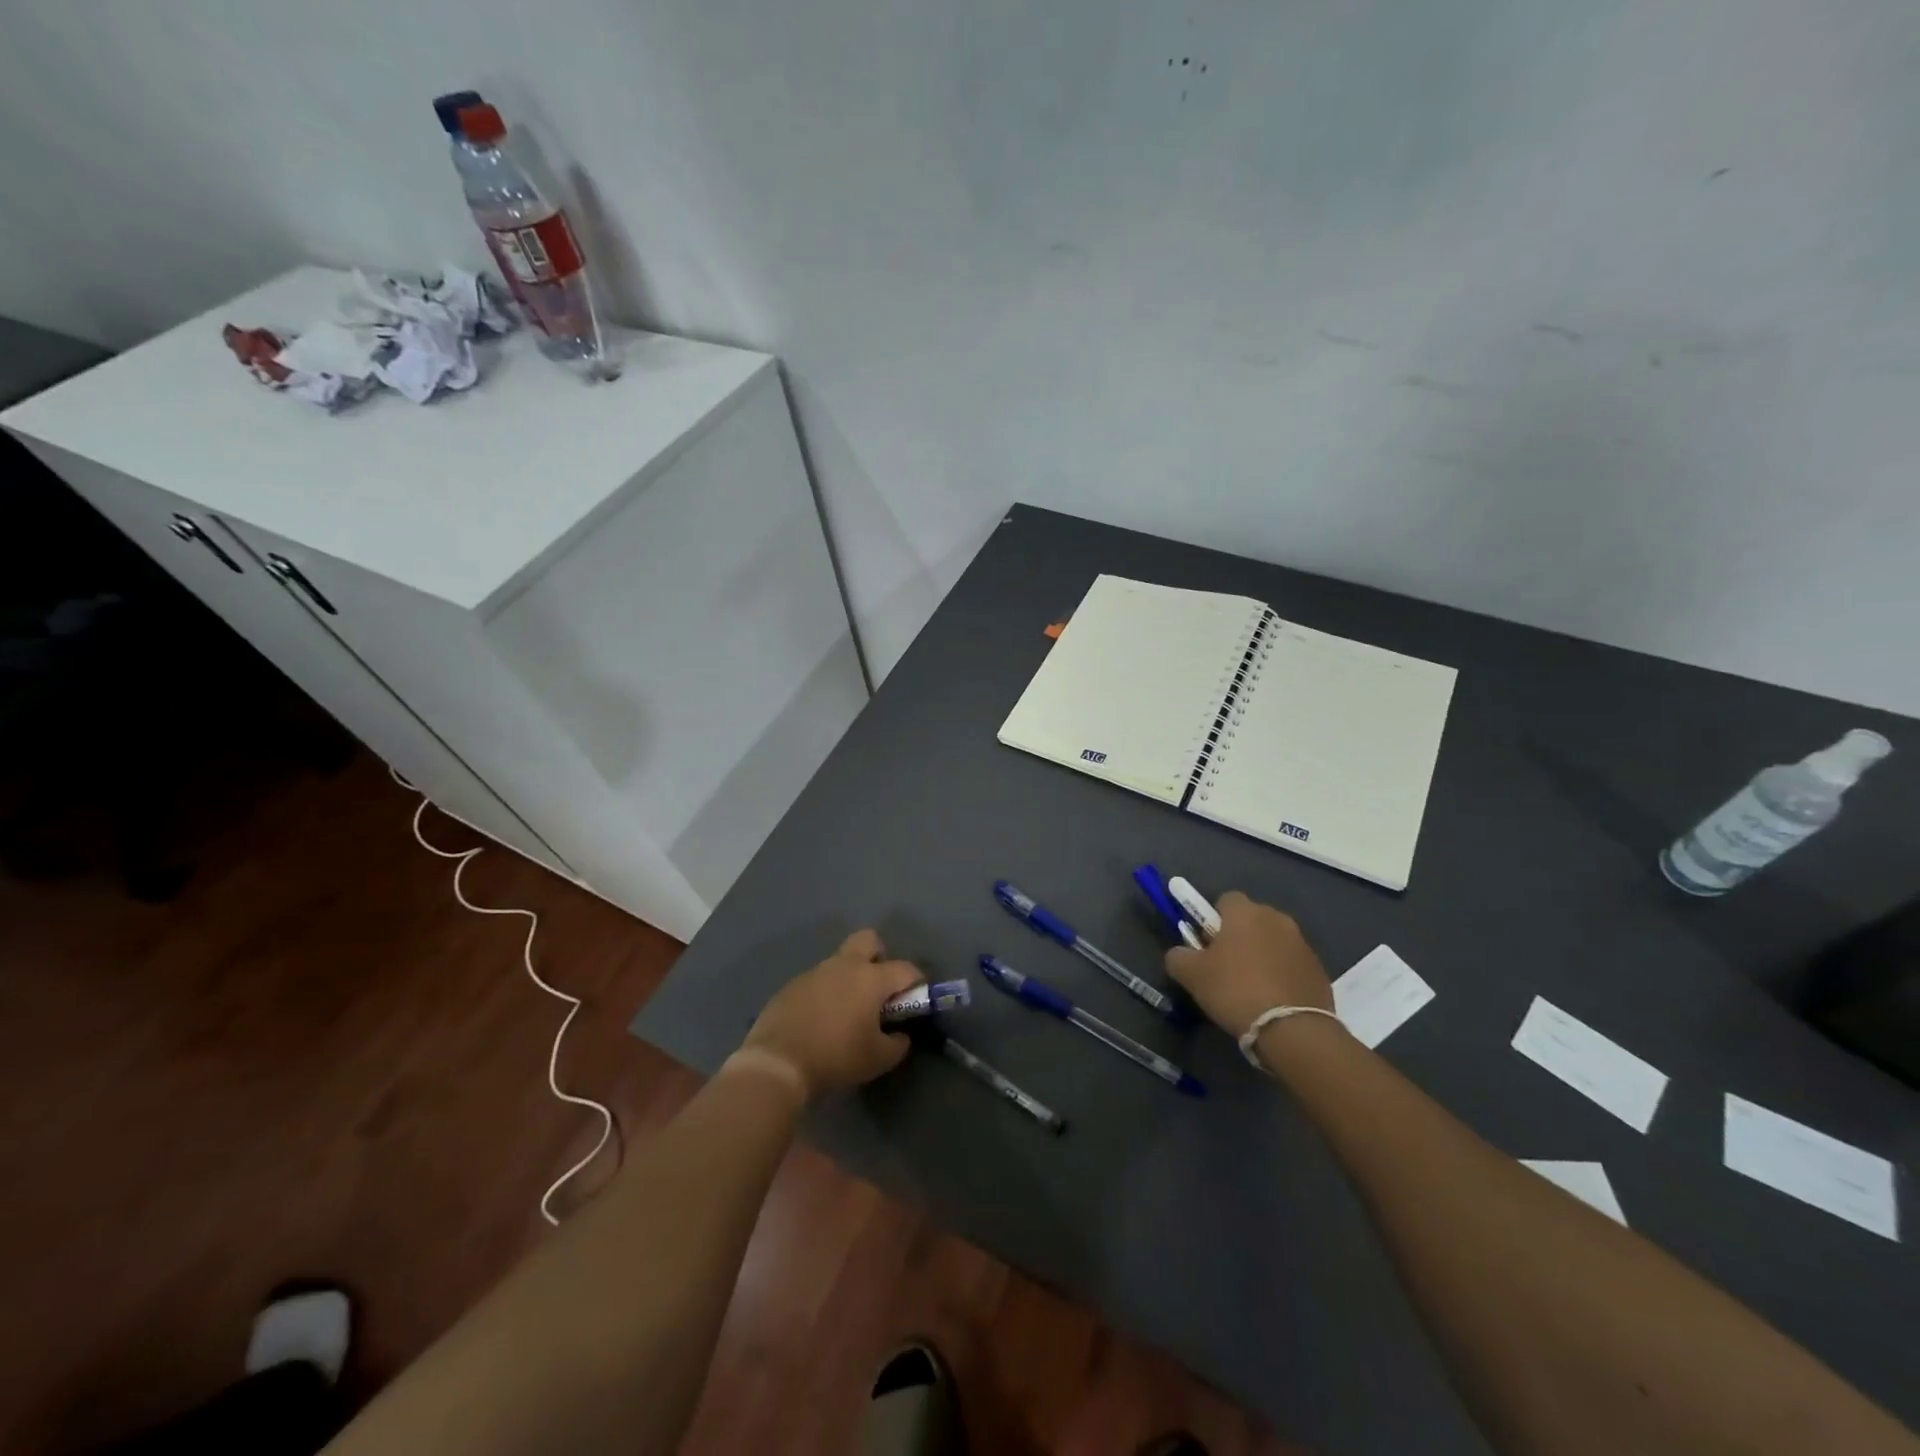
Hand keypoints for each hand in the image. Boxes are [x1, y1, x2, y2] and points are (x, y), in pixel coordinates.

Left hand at [741, 929, 920, 1101]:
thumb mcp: (878, 1059)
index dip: (916, 983)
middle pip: (868, 940)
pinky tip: (819, 1021)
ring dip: (849, 979)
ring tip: (846, 1013)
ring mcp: (814, 972)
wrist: (777, 1064)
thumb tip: (900, 1035)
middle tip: (879, 989)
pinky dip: (825, 994)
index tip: (915, 1001)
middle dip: (879, 957)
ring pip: (840, 962)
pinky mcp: (791, 985)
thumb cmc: (836, 1057)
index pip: (905, 969)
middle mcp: (844, 965)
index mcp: (870, 978)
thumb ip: (897, 1044)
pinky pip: (817, 981)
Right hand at [1164, 891, 1332, 1037]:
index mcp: (1245, 912)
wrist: (1293, 1030)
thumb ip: (1178, 956)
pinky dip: (1280, 976)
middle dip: (1237, 937)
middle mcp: (1277, 919)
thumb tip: (1180, 954)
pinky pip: (1291, 965)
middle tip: (1224, 969)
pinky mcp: (1319, 970)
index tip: (1206, 947)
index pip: (1225, 900)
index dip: (1211, 921)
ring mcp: (1302, 944)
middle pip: (1250, 920)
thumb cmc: (1235, 990)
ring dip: (1261, 956)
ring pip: (1272, 942)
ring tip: (1250, 990)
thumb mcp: (1191, 975)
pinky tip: (1272, 1001)